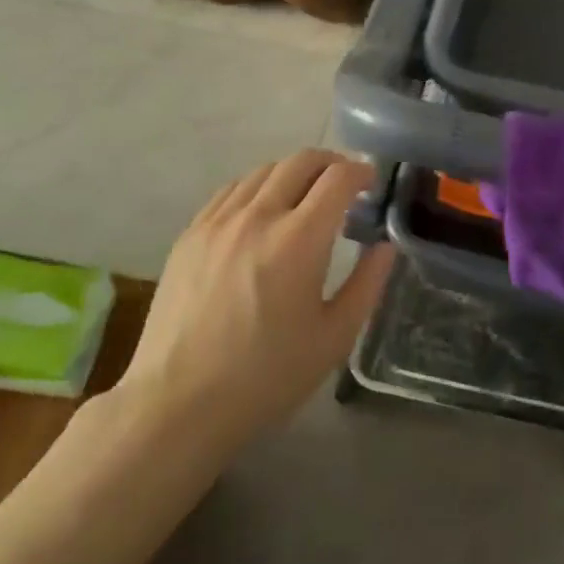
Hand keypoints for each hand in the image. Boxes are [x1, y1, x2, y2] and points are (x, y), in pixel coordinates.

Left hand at [118, 150, 392, 453]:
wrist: (179, 402)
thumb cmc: (267, 376)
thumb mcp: (334, 337)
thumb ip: (367, 284)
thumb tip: (384, 247)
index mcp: (299, 239)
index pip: (337, 179)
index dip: (361, 172)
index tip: (371, 182)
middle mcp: (258, 216)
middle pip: (300, 162)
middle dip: (330, 162)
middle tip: (344, 182)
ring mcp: (218, 221)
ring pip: (263, 171)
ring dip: (293, 173)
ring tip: (304, 196)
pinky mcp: (190, 234)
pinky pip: (230, 191)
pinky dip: (256, 187)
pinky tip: (260, 211)